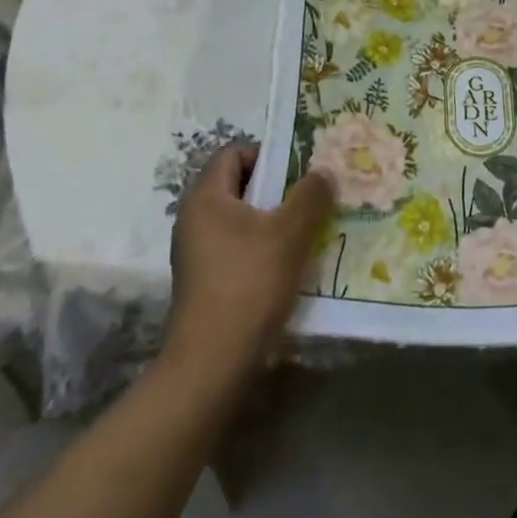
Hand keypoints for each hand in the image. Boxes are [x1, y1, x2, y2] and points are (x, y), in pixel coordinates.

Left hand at [165, 144, 331, 378]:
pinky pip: (237, 249)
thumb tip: (322, 172)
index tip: (300, 171)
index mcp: (205, 197)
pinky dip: (263, 249)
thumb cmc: (249, 283)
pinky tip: (289, 267)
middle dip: (278, 189)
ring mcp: (196, 253)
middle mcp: (194, 219)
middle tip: (313, 199)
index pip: (234, 153)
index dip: (268, 154)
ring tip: (308, 233)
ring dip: (274, 222)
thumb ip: (310, 195)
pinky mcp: (204, 282)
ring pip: (242, 220)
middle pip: (239, 186)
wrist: (212, 364)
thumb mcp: (290, 233)